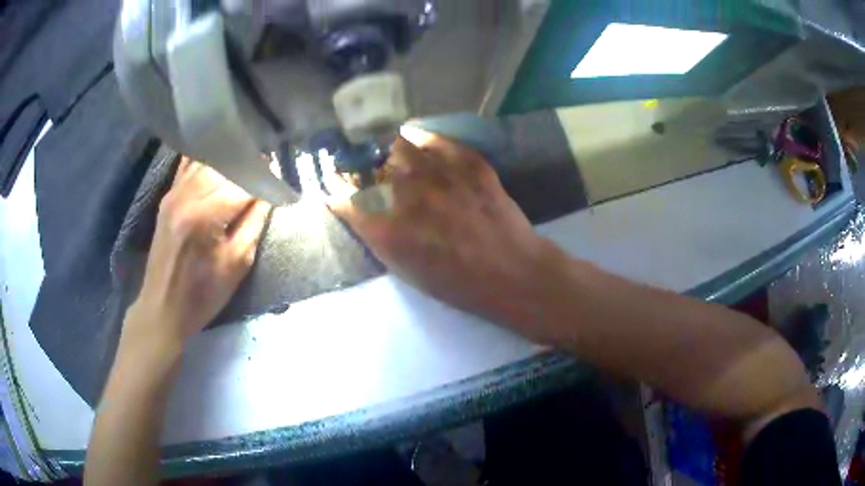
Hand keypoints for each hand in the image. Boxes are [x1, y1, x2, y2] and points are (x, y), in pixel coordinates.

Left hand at [124, 158, 270, 350]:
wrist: (162, 307)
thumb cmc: (203, 294)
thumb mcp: (237, 264)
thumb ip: (255, 222)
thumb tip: (270, 191)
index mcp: (205, 216)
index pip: (243, 183)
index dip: (265, 180)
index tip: (281, 182)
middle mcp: (187, 195)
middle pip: (225, 165)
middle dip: (250, 166)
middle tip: (268, 170)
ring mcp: (174, 193)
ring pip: (208, 161)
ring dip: (230, 161)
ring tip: (248, 165)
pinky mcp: (167, 197)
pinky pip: (188, 165)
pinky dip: (206, 159)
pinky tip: (219, 159)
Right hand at [328, 127, 558, 338]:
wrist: (511, 271)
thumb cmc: (456, 283)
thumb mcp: (405, 269)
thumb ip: (376, 235)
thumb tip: (354, 208)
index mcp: (387, 229)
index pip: (344, 197)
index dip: (335, 189)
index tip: (334, 187)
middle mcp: (407, 194)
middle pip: (366, 163)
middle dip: (355, 163)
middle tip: (356, 163)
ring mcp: (439, 173)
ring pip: (396, 144)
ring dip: (383, 146)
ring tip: (383, 149)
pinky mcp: (467, 162)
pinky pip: (434, 139)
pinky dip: (419, 137)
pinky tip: (413, 139)